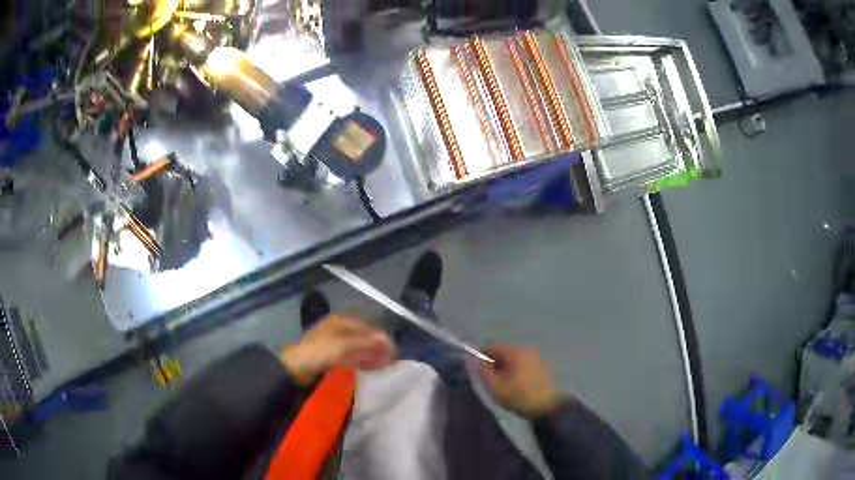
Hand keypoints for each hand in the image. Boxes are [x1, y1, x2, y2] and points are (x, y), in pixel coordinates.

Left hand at [280, 315, 393, 385]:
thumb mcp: (344, 345)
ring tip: (384, 366)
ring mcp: (334, 343)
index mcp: (341, 322)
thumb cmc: (319, 351)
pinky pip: (351, 357)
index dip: (382, 338)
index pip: (368, 327)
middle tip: (391, 360)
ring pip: (358, 348)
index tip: (394, 351)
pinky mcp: (330, 357)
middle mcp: (339, 329)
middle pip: (363, 337)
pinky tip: (369, 368)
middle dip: (377, 347)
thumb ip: (366, 342)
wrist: (294, 367)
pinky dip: (361, 361)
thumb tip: (388, 340)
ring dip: (371, 355)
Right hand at [478, 346, 564, 418]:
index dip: (482, 357)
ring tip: (503, 385)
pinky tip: (516, 386)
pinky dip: (517, 372)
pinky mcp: (543, 367)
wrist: (547, 407)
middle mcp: (527, 350)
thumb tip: (475, 361)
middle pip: (505, 353)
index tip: (477, 370)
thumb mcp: (495, 386)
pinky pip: (524, 365)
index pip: (493, 347)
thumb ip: (483, 371)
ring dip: (506, 369)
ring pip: (515, 360)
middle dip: (495, 364)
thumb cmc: (518, 396)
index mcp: (515, 352)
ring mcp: (537, 358)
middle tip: (490, 380)